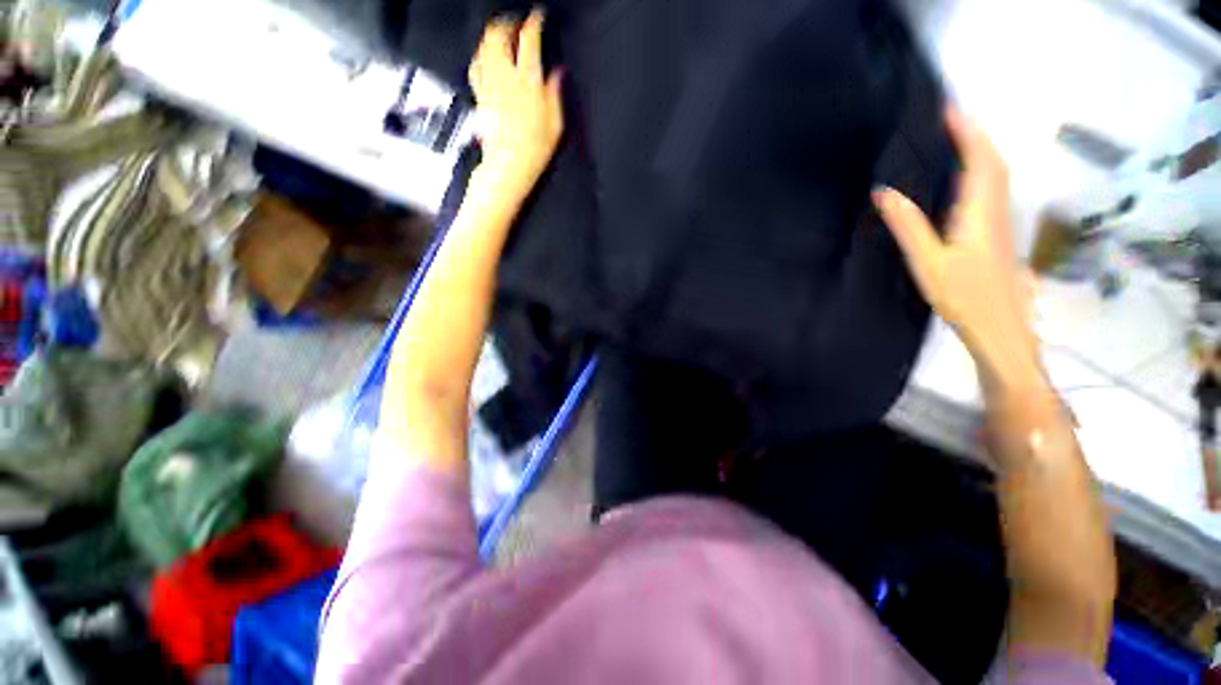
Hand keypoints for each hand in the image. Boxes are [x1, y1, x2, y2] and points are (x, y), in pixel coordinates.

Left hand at [469, 9, 563, 200]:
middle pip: (499, 35)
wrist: (510, 165)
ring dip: (493, 34)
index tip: (537, 17)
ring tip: (501, 33)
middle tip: (516, 22)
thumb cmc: (534, 149)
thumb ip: (555, 94)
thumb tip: (557, 73)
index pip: (529, 40)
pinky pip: (476, 65)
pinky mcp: (480, 95)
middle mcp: (506, 78)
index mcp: (528, 83)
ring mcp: (490, 85)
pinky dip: (481, 54)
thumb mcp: (555, 124)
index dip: (533, 23)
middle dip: (508, 23)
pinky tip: (486, 55)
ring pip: (485, 46)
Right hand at [873, 108, 1039, 391]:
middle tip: (947, 120)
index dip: (966, 131)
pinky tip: (962, 180)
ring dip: (979, 151)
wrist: (1000, 327)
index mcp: (980, 211)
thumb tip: (884, 192)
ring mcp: (1000, 222)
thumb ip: (908, 226)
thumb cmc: (964, 296)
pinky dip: (980, 172)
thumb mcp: (928, 262)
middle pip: (993, 161)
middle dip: (974, 135)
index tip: (946, 109)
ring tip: (953, 141)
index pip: (980, 159)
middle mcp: (996, 209)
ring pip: (996, 175)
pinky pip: (991, 191)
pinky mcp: (997, 234)